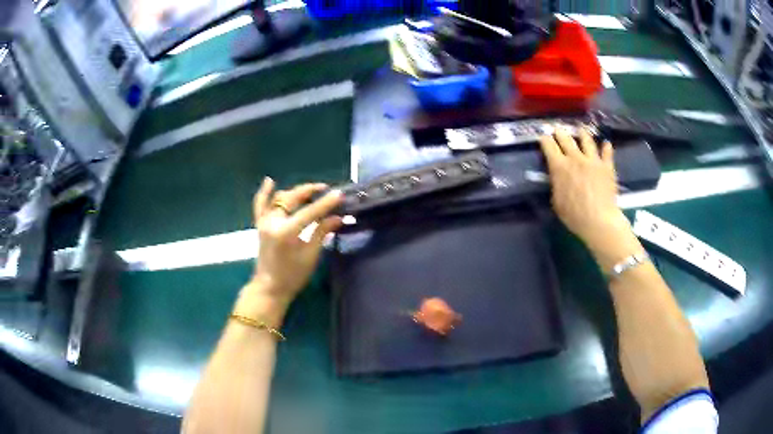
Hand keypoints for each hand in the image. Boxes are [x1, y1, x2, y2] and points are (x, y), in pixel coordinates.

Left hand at [245, 178, 343, 311]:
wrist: (270, 288)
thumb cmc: (292, 276)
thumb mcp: (311, 255)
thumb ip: (322, 232)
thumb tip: (338, 218)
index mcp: (287, 232)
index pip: (310, 212)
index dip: (326, 203)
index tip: (339, 194)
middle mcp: (273, 222)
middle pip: (293, 198)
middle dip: (310, 191)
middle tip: (326, 190)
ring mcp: (264, 222)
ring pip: (280, 198)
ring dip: (295, 192)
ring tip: (310, 191)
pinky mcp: (260, 225)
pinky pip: (259, 205)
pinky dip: (264, 193)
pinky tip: (269, 181)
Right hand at [539, 127, 632, 252]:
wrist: (599, 220)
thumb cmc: (574, 215)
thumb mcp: (557, 202)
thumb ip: (556, 185)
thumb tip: (556, 178)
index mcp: (559, 167)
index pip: (549, 146)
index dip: (545, 140)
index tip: (543, 137)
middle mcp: (575, 158)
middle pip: (566, 138)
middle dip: (560, 132)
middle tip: (558, 129)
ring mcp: (593, 160)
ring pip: (586, 140)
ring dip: (582, 133)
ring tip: (581, 130)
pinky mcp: (607, 166)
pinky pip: (607, 152)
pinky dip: (606, 147)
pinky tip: (606, 144)